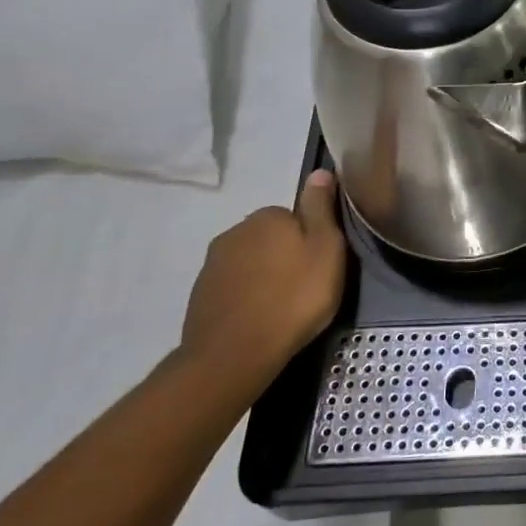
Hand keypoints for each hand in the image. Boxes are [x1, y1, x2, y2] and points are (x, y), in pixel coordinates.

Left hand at [180, 170, 347, 397]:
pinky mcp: (200, 294)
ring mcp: (213, 264)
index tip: (321, 265)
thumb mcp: (326, 250)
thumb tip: (320, 171)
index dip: (311, 239)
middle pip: (271, 238)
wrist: (234, 354)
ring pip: (250, 262)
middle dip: (285, 256)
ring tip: (283, 306)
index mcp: (267, 216)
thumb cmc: (293, 298)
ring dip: (265, 276)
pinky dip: (246, 296)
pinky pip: (233, 286)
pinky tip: (259, 318)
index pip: (296, 216)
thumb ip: (321, 209)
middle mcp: (235, 231)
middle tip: (306, 287)